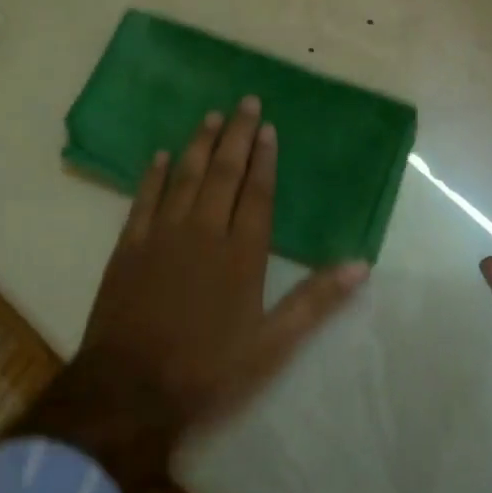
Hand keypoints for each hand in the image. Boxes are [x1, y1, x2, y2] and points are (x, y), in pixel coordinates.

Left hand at [18, 97, 368, 492]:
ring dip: (199, 145)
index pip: (256, 193)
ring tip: (210, 116)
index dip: (264, 159)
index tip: (268, 128)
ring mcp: (162, 236)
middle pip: (223, 174)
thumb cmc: (208, 369)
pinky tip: (160, 156)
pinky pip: (143, 199)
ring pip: (184, 177)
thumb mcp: (272, 344)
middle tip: (244, 102)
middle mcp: (203, 233)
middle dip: (236, 136)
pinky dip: (153, 175)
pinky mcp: (129, 247)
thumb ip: (315, 301)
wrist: (130, 390)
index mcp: (241, 254)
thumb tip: (362, 265)